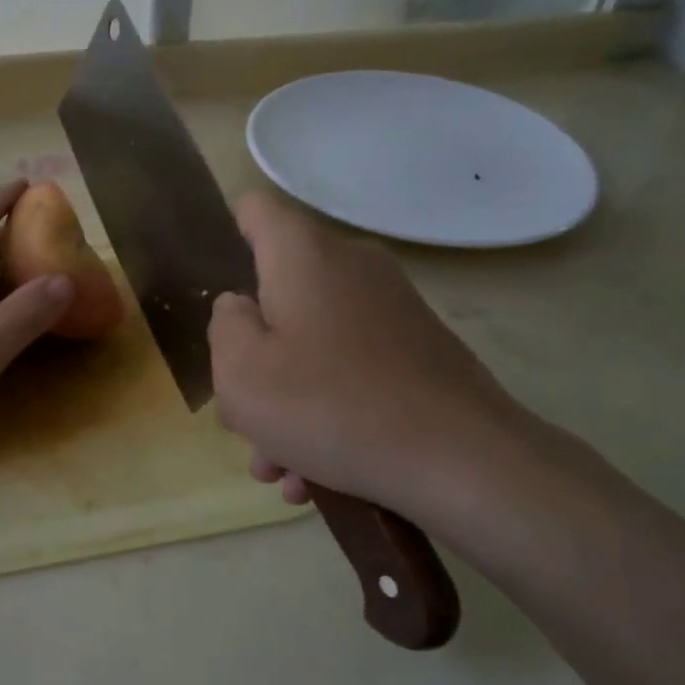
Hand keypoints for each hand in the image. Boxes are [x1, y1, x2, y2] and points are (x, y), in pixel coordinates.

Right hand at [208, 193, 547, 534]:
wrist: (463, 460)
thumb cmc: (330, 405)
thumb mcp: (241, 372)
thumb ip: (225, 326)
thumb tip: (241, 307)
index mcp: (303, 254)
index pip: (255, 210)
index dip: (227, 238)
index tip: (222, 297)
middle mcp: (351, 265)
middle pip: (280, 292)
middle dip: (253, 352)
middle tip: (241, 414)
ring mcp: (392, 307)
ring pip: (315, 340)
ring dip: (287, 397)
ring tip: (277, 466)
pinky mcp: (420, 348)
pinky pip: (354, 366)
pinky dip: (328, 406)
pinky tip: (317, 475)